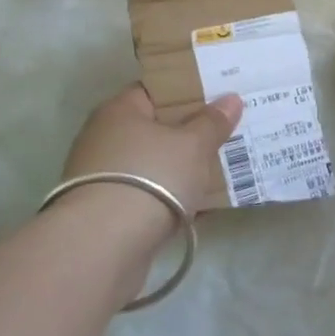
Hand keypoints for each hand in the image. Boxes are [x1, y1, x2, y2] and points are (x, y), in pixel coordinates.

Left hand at [63, 84, 243, 217]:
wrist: (103, 246)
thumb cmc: (151, 177)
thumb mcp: (192, 145)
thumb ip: (213, 122)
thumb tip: (231, 99)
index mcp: (119, 110)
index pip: (156, 90)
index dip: (188, 90)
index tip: (219, 95)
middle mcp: (105, 138)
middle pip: (156, 128)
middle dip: (190, 132)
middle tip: (228, 131)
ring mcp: (104, 177)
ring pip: (154, 164)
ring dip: (182, 168)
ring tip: (222, 168)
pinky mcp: (107, 213)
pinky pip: (149, 196)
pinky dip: (172, 198)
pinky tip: (202, 205)